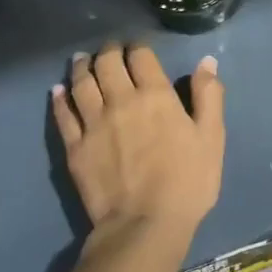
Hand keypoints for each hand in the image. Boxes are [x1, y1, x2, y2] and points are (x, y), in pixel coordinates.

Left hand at [50, 42, 224, 249]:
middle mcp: (120, 101)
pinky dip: (60, 98)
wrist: (145, 224)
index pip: (141, 57)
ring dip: (81, 67)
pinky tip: (58, 91)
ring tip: (82, 60)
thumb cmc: (188, 180)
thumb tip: (206, 62)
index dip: (138, 47)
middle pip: (107, 64)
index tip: (138, 46)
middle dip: (108, 51)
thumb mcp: (212, 137)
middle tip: (110, 48)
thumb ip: (209, 96)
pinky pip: (63, 115)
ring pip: (81, 84)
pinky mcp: (74, 147)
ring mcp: (93, 124)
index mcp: (156, 96)